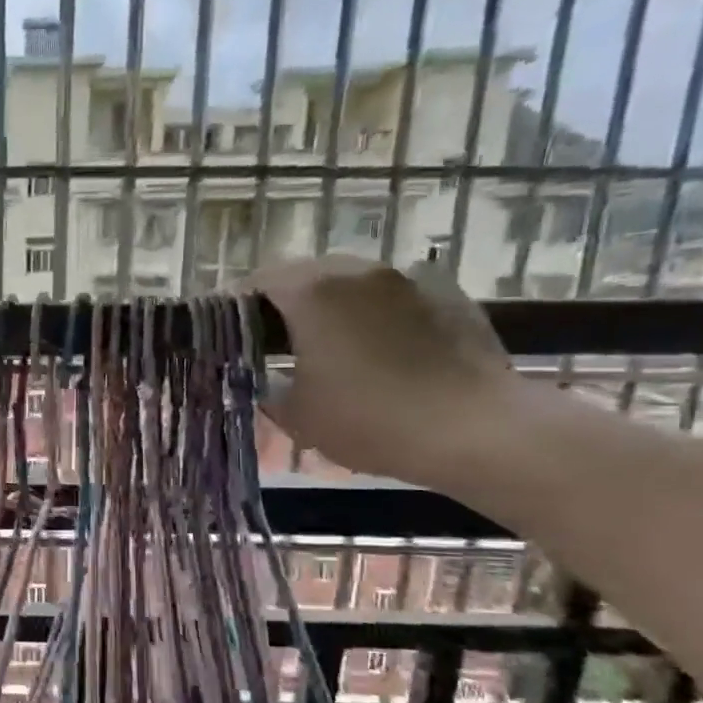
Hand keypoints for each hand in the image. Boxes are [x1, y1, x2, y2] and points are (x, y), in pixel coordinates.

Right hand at [243, 256, 526, 488]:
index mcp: (311, 292)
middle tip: (272, 339)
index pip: (257, 281)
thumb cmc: (370, 420)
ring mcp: (407, 280)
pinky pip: (395, 298)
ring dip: (333, 306)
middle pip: (306, 274)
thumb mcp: (297, 415)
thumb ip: (268, 388)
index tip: (227, 331)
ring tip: (329, 344)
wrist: (476, 429)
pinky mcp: (448, 296)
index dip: (236, 304)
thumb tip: (265, 377)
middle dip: (284, 302)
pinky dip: (377, 315)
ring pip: (352, 283)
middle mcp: (357, 272)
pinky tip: (382, 351)